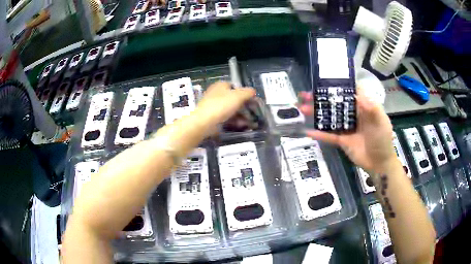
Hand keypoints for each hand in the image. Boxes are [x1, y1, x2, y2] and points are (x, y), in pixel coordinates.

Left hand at [196, 81, 255, 127]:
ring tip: (250, 123)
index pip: (235, 86)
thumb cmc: (221, 105)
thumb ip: (248, 92)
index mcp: (221, 85)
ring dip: (241, 116)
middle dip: (244, 107)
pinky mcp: (213, 117)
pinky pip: (226, 118)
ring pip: (231, 109)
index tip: (251, 100)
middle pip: (234, 99)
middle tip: (253, 113)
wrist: (204, 122)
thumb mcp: (238, 96)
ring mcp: (214, 106)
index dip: (244, 92)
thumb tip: (253, 91)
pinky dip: (235, 121)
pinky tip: (242, 126)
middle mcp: (216, 94)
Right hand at [300, 86, 396, 173]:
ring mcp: (346, 127)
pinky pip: (329, 135)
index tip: (324, 80)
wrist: (379, 164)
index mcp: (363, 106)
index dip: (337, 85)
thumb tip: (358, 94)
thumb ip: (372, 108)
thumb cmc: (382, 140)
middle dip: (321, 98)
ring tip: (302, 108)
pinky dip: (319, 134)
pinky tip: (307, 131)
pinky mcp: (342, 140)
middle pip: (335, 103)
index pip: (349, 92)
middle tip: (305, 94)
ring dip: (316, 113)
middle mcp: (353, 114)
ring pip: (330, 118)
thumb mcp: (381, 122)